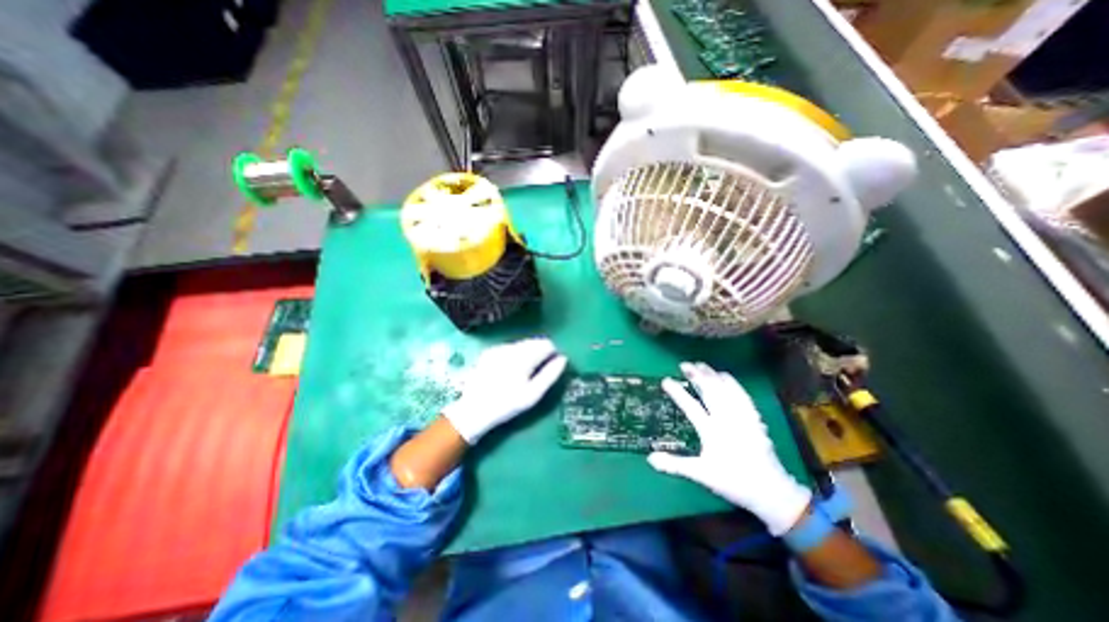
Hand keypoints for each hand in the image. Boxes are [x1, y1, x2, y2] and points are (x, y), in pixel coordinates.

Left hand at [442, 339, 566, 445]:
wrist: (474, 410)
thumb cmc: (507, 404)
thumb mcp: (533, 394)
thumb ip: (550, 375)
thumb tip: (563, 359)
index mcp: (523, 356)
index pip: (547, 344)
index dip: (553, 353)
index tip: (552, 366)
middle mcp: (511, 347)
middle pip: (534, 341)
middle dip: (541, 352)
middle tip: (539, 372)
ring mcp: (498, 348)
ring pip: (522, 343)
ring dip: (528, 353)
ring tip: (525, 373)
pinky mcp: (489, 352)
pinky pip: (510, 347)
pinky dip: (515, 354)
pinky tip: (510, 370)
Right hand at [648, 362, 810, 536]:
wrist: (771, 491)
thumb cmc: (733, 481)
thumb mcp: (701, 475)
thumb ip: (675, 465)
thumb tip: (650, 458)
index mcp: (711, 431)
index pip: (690, 406)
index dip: (677, 392)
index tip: (665, 380)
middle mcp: (726, 419)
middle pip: (709, 391)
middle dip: (696, 376)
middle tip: (684, 364)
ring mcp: (741, 417)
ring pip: (725, 390)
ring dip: (712, 375)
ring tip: (701, 365)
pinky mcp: (754, 418)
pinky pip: (742, 395)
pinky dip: (733, 383)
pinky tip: (726, 376)